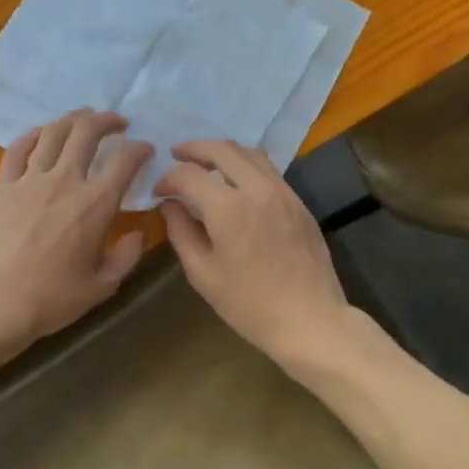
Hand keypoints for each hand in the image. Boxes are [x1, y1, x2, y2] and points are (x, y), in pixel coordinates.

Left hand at [0, 111, 153, 352]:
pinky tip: (42, 135)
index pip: (125, 160)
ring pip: (53, 132)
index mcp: (95, 204)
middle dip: (107, 120)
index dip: (140, 149)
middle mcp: (64, 181)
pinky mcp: (3, 186)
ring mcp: (30, 180)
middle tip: (117, 123)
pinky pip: (18, 148)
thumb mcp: (103, 285)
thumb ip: (126, 255)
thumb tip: (136, 233)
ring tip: (84, 119)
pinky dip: (34, 135)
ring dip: (73, 119)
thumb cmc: (53, 299)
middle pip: (87, 132)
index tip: (146, 150)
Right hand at [155, 142, 357, 372]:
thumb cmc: (249, 304)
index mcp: (229, 207)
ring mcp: (283, 192)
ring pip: (249, 153)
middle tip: (176, 155)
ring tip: (205, 164)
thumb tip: (169, 205)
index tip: (158, 192)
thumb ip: (181, 232)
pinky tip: (236, 183)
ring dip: (222, 152)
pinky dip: (245, 165)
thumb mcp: (203, 273)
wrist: (309, 319)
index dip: (168, 178)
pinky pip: (268, 170)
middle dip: (194, 149)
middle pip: (222, 149)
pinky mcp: (298, 202)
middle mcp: (257, 188)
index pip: (189, 175)